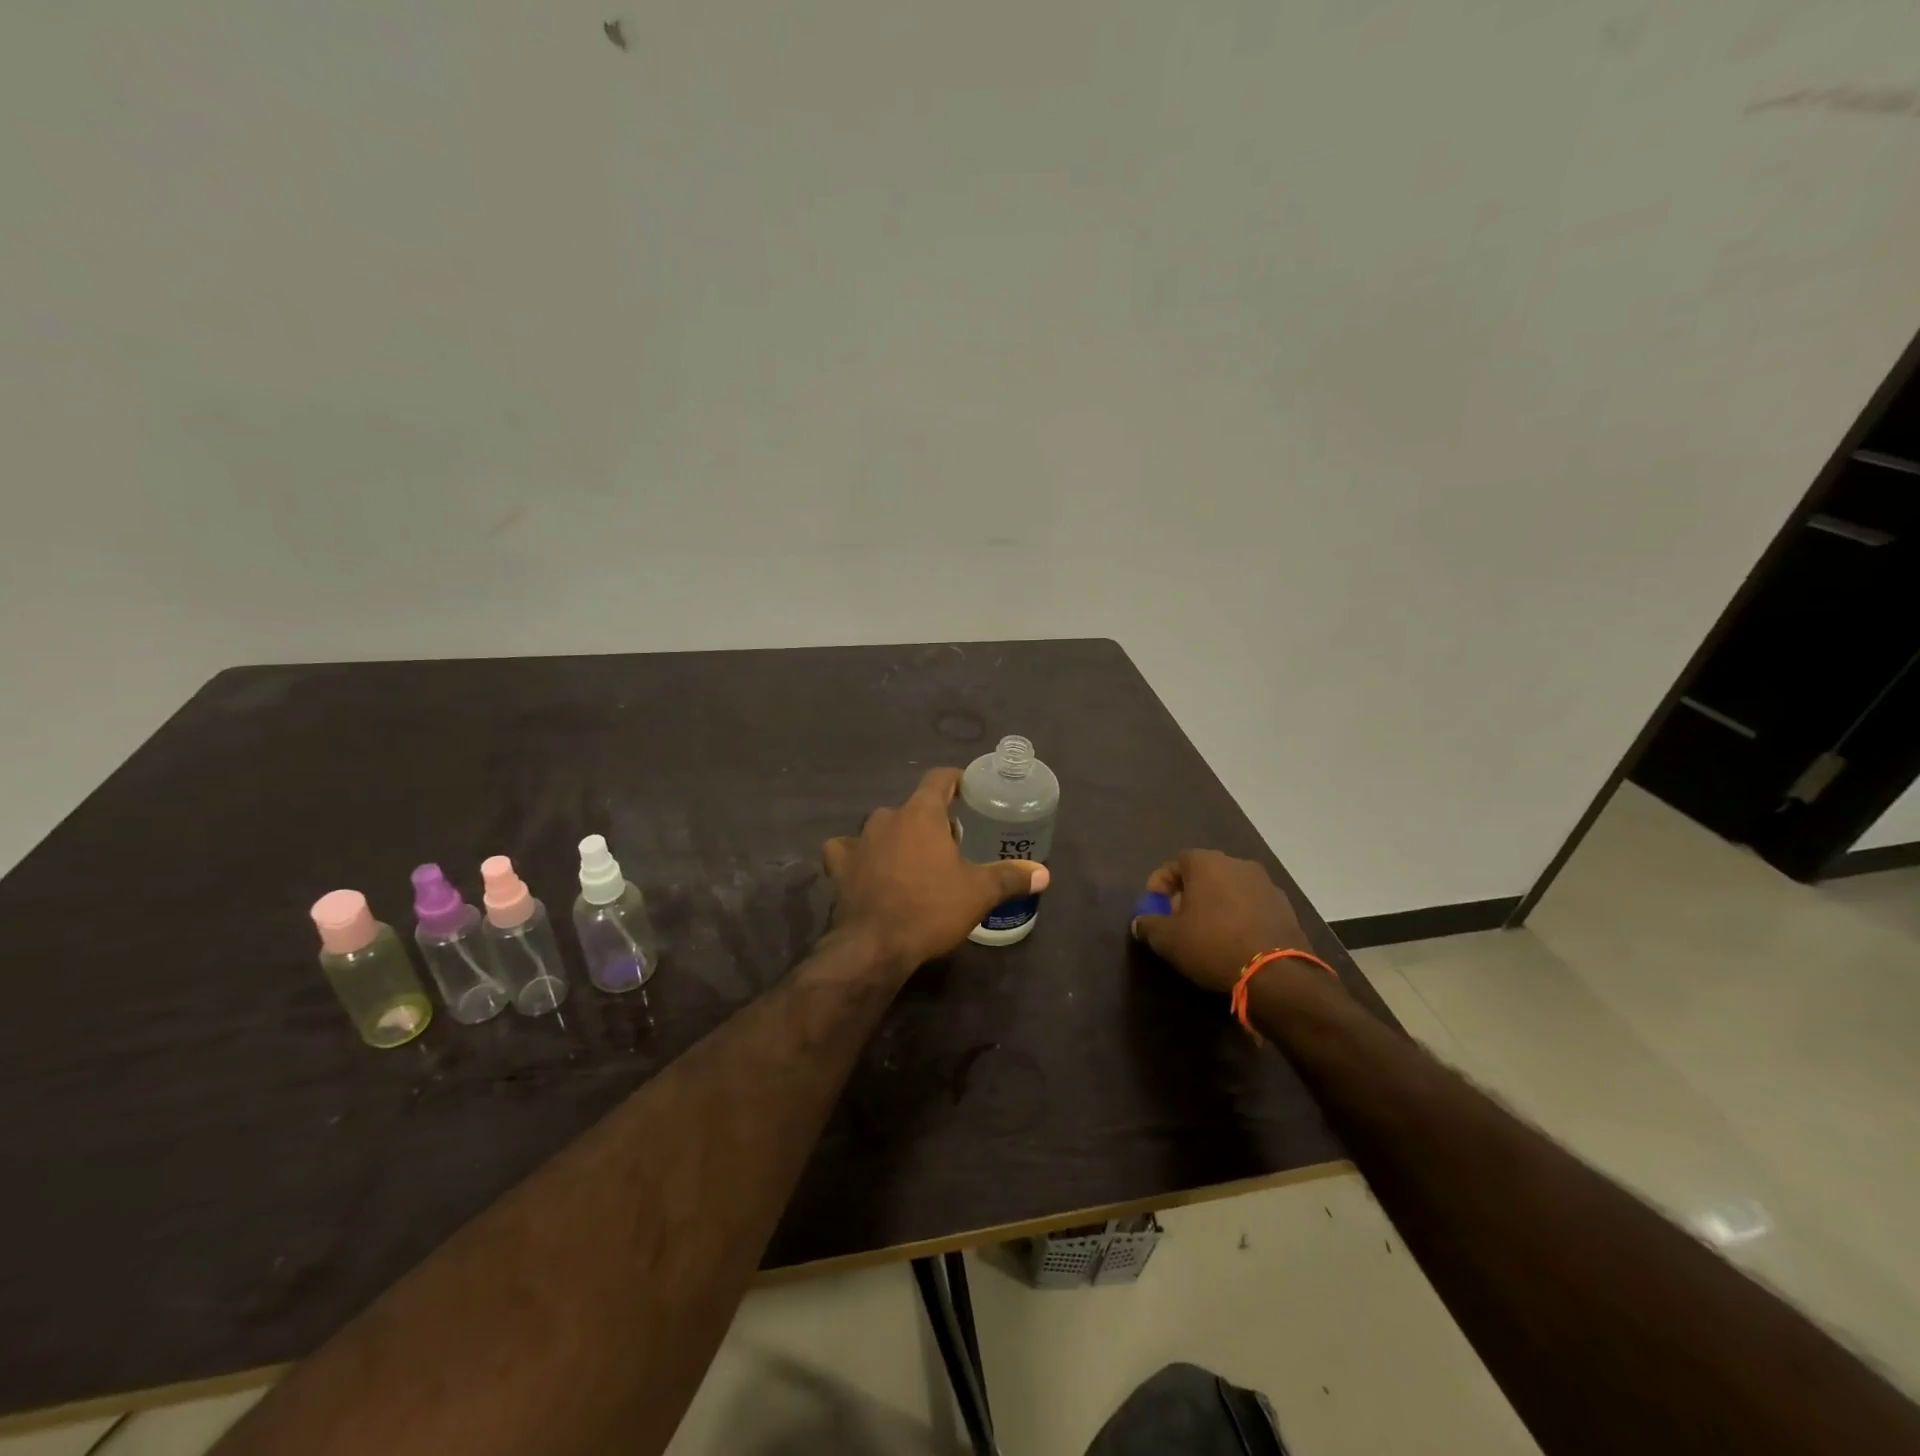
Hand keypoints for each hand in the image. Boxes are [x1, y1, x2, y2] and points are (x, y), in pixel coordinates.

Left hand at [823, 768, 1049, 973]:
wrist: (874, 945)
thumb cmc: (930, 908)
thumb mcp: (979, 893)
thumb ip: (1010, 877)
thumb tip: (1044, 873)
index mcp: (921, 813)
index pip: (939, 778)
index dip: (956, 779)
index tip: (968, 788)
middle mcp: (887, 817)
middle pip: (914, 806)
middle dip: (932, 819)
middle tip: (952, 842)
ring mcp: (859, 840)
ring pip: (882, 827)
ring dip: (898, 837)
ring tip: (914, 860)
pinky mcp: (839, 866)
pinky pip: (847, 850)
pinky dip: (857, 855)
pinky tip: (866, 868)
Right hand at [1130, 850, 1310, 994]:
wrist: (1277, 974)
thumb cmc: (1213, 945)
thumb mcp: (1168, 939)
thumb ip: (1148, 925)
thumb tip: (1141, 922)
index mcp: (1207, 863)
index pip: (1175, 862)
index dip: (1161, 882)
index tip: (1155, 905)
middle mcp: (1237, 864)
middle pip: (1204, 872)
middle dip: (1188, 892)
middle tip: (1179, 918)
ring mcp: (1266, 884)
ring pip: (1230, 887)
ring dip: (1216, 903)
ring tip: (1208, 931)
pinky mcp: (1285, 906)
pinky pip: (1252, 904)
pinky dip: (1239, 915)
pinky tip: (1235, 939)